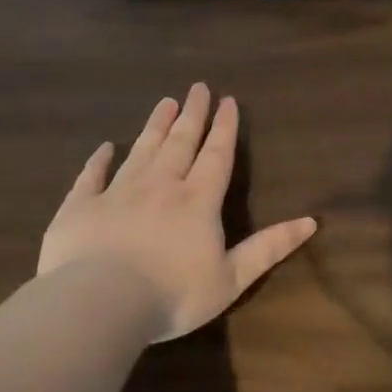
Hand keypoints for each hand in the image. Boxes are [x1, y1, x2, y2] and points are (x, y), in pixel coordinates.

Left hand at [38, 84, 316, 339]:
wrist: (99, 303)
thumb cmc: (173, 295)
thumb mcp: (232, 277)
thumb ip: (269, 248)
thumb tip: (311, 221)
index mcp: (198, 201)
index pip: (216, 156)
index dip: (224, 128)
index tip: (227, 100)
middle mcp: (160, 186)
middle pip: (180, 143)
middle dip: (192, 114)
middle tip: (197, 87)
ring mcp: (117, 193)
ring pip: (141, 151)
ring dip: (155, 126)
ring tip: (164, 103)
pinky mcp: (81, 207)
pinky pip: (91, 176)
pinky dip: (98, 160)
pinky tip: (104, 148)